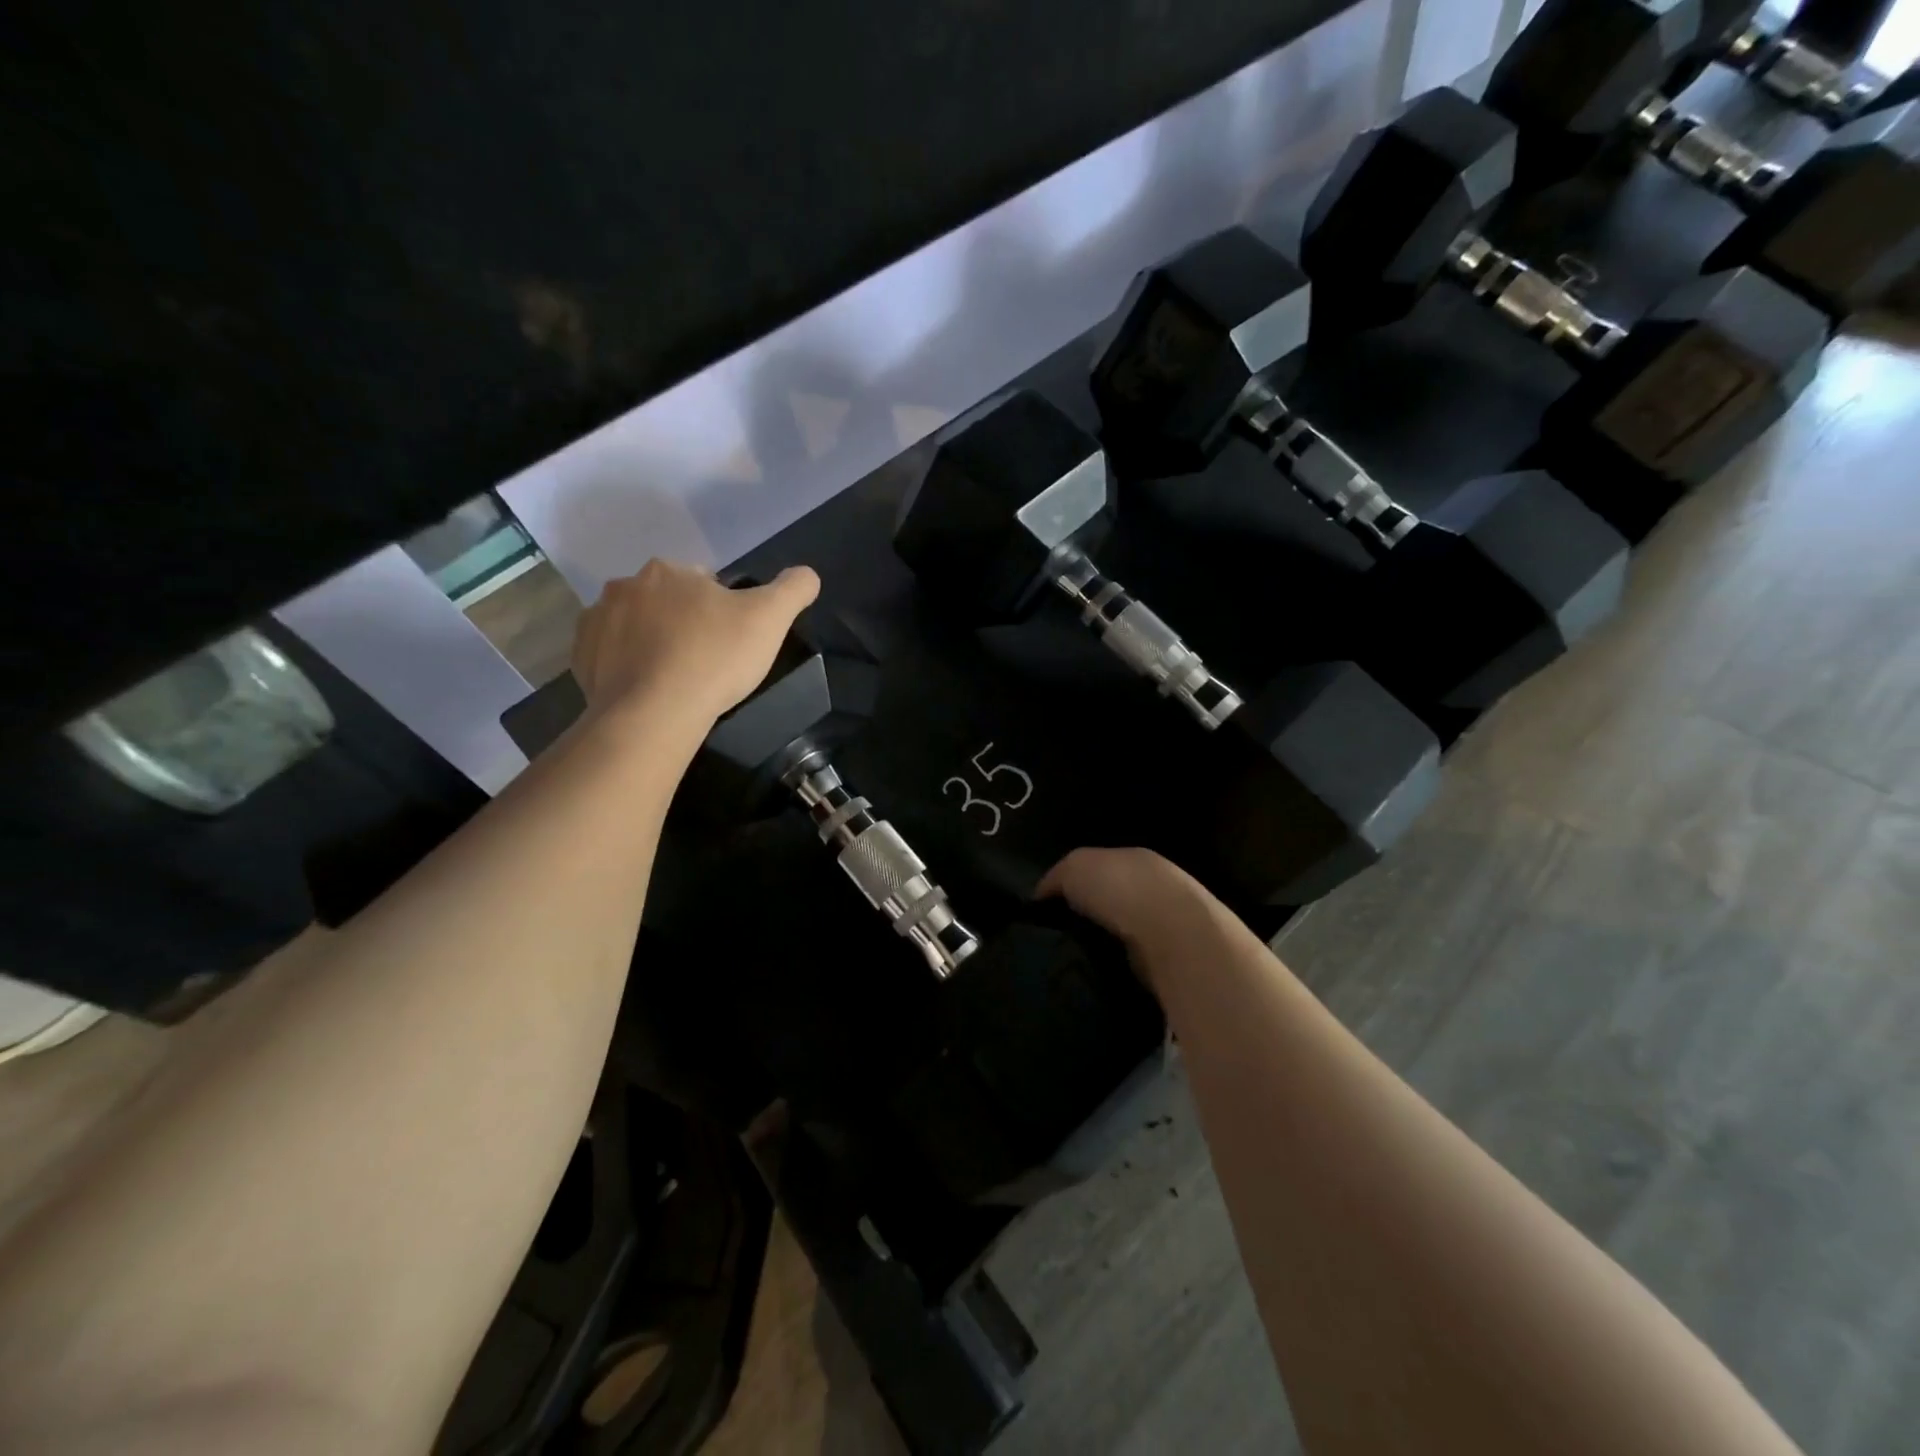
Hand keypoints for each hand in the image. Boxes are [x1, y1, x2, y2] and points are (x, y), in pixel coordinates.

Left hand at [572, 561, 820, 727]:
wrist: (653, 714)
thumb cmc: (714, 659)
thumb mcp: (770, 619)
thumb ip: (793, 588)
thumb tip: (806, 575)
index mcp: (668, 571)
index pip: (702, 581)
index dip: (721, 610)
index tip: (730, 641)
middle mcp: (625, 586)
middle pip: (665, 601)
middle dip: (683, 622)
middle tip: (706, 660)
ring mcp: (596, 621)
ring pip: (634, 625)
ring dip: (653, 642)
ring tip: (676, 678)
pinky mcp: (579, 658)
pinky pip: (608, 654)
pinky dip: (626, 665)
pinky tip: (648, 688)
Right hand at [1039, 847, 1223, 990]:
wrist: (1173, 933)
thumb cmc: (1121, 889)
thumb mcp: (1073, 867)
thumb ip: (1055, 879)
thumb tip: (1040, 900)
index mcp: (1132, 859)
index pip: (1096, 870)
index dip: (1069, 888)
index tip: (1043, 913)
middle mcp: (1153, 888)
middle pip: (1110, 903)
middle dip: (1085, 919)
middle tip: (1053, 941)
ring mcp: (1166, 926)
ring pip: (1121, 936)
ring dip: (1101, 946)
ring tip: (1069, 963)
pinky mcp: (1171, 962)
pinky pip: (1132, 964)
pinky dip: (1115, 968)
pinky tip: (1096, 977)